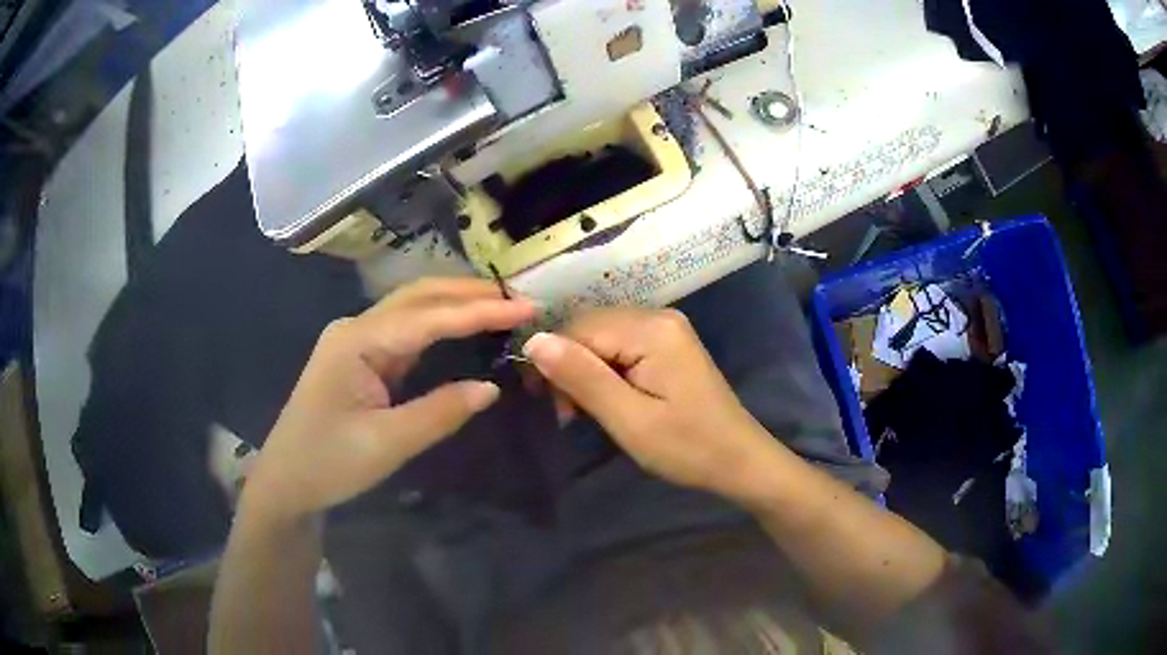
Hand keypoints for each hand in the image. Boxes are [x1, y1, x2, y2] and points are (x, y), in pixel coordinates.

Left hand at [242, 278, 534, 525]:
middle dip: (469, 293)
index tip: (526, 307)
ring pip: (412, 309)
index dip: (478, 312)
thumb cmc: (328, 464)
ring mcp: (356, 341)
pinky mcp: (361, 358)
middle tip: (519, 300)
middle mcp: (356, 328)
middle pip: (418, 296)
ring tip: (501, 307)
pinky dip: (440, 325)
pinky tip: (464, 327)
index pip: (427, 316)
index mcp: (357, 341)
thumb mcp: (387, 444)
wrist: (286, 483)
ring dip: (455, 303)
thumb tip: (490, 387)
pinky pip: (406, 332)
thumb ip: (440, 412)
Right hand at [523, 308, 787, 500]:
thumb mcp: (629, 420)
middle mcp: (658, 315)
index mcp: (651, 329)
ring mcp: (666, 327)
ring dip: (585, 370)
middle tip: (569, 414)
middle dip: (569, 366)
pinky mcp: (668, 343)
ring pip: (601, 336)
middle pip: (590, 327)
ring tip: (585, 411)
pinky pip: (621, 344)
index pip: (579, 328)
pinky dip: (605, 370)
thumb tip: (533, 340)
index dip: (554, 362)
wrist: (739, 460)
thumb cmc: (687, 447)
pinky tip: (607, 397)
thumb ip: (582, 377)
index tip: (553, 406)